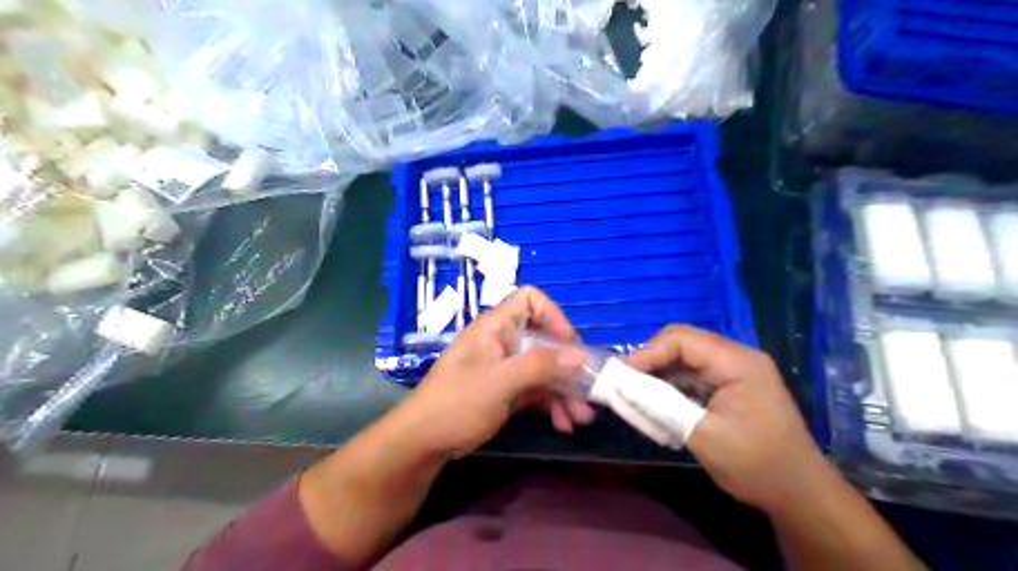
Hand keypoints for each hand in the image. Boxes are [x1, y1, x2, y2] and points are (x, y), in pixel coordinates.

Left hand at [391, 288, 597, 457]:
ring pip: (543, 368)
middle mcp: (502, 342)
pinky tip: (563, 423)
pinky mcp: (505, 390)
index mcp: (495, 328)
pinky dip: (550, 403)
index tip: (569, 346)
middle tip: (588, 391)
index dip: (553, 316)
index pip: (529, 300)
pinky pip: (535, 389)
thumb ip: (539, 366)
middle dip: (567, 367)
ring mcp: (504, 367)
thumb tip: (579, 356)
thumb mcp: (500, 383)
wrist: (423, 442)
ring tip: (581, 418)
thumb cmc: (457, 404)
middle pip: (544, 340)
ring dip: (564, 391)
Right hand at [628, 325, 824, 511]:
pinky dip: (673, 383)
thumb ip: (662, 406)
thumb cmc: (755, 464)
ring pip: (686, 357)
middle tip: (627, 382)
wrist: (798, 493)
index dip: (648, 352)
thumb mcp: (703, 436)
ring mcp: (736, 370)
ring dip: (661, 372)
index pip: (682, 339)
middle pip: (684, 343)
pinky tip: (659, 400)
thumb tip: (624, 386)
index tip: (623, 374)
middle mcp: (737, 357)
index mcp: (738, 362)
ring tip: (637, 391)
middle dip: (652, 359)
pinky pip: (694, 373)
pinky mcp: (732, 384)